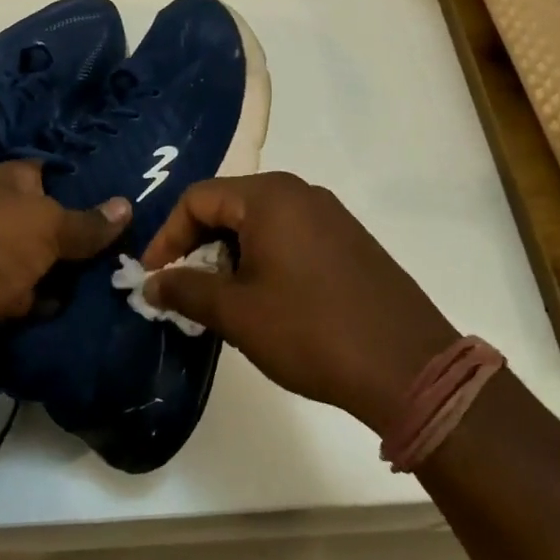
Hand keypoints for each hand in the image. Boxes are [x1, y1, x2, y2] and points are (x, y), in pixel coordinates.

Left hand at [0, 160, 129, 393]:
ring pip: (54, 266)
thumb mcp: (44, 224)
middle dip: (95, 235)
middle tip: (149, 241)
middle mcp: (3, 220)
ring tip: (138, 275)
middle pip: (58, 224)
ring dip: (83, 277)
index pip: (54, 173)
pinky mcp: (0, 306)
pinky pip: (43, 302)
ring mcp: (0, 264)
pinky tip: (108, 308)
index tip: (134, 189)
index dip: (90, 181)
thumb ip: (86, 222)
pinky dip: (64, 308)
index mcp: (7, 184)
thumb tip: (126, 206)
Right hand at [141, 173, 455, 433]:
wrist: (408, 367)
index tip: (152, 276)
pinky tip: (265, 301)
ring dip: (230, 256)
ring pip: (260, 223)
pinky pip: (291, 237)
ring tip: (223, 301)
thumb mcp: (237, 313)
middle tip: (184, 288)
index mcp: (269, 197)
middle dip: (198, 246)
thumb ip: (186, 289)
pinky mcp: (349, 241)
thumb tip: (151, 282)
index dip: (167, 236)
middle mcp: (301, 193)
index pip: (197, 199)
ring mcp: (331, 216)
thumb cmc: (310, 331)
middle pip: (229, 206)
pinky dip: (264, 260)